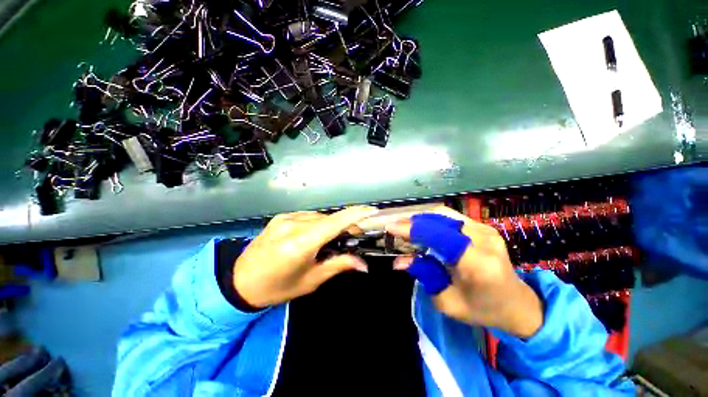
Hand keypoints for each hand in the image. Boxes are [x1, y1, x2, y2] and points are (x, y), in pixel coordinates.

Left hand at [233, 206, 378, 308]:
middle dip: (346, 224)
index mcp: (301, 243)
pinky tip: (315, 235)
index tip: (372, 210)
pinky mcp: (280, 217)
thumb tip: (363, 264)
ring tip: (333, 239)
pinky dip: (318, 223)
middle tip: (353, 237)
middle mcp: (294, 224)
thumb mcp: (311, 280)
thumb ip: (339, 265)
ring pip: (319, 216)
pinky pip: (307, 216)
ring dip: (331, 224)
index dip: (356, 214)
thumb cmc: (278, 287)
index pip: (335, 222)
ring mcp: (285, 218)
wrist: (239, 281)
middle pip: (329, 218)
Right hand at [386, 207, 542, 337]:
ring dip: (421, 219)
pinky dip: (432, 220)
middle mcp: (484, 240)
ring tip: (406, 227)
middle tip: (395, 227)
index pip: (439, 236)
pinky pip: (451, 217)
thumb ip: (424, 276)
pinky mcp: (484, 227)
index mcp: (477, 264)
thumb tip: (399, 261)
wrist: (516, 303)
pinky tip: (423, 227)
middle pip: (439, 220)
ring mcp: (486, 230)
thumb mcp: (448, 302)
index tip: (391, 228)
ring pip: (444, 214)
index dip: (412, 229)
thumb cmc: (482, 309)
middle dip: (413, 222)